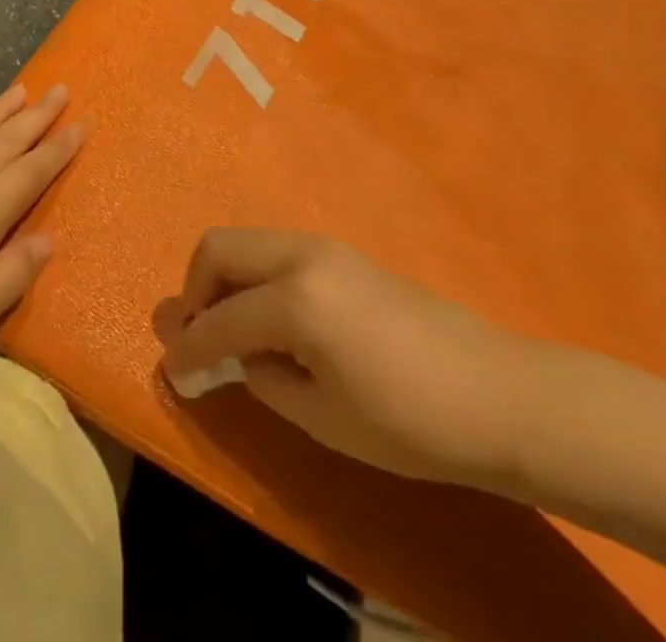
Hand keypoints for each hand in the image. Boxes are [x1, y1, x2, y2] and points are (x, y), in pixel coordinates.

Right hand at [160, 229, 535, 483]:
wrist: (495, 392)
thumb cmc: (408, 421)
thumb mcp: (322, 417)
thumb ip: (263, 377)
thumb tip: (233, 356)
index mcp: (295, 298)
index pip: (220, 320)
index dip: (189, 349)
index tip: (171, 370)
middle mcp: (302, 255)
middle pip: (220, 248)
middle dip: (196, 290)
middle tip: (197, 338)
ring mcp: (325, 246)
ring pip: (249, 244)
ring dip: (226, 280)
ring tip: (230, 332)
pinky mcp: (344, 253)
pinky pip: (277, 253)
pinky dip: (256, 278)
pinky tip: (270, 321)